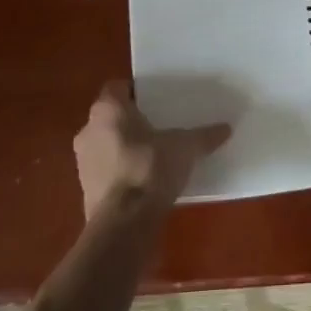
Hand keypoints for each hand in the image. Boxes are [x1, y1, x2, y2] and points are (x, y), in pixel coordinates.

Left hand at [73, 80, 229, 218]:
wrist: (124, 222)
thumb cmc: (150, 168)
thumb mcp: (186, 148)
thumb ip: (204, 136)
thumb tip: (226, 128)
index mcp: (108, 110)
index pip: (117, 87)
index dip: (136, 91)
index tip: (157, 99)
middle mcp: (89, 130)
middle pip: (111, 116)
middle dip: (133, 120)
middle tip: (160, 124)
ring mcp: (84, 161)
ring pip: (107, 143)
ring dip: (126, 146)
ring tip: (155, 153)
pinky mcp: (87, 189)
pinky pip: (107, 170)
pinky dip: (122, 170)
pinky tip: (146, 179)